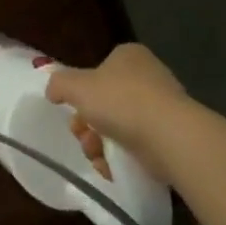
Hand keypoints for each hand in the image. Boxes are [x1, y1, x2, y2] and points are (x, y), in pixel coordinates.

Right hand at [44, 43, 187, 184]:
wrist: (169, 137)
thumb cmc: (121, 101)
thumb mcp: (76, 86)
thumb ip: (59, 84)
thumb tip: (53, 91)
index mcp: (129, 56)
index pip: (99, 71)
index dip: (82, 93)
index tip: (73, 112)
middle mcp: (149, 77)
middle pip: (106, 103)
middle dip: (88, 125)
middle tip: (83, 137)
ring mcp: (163, 108)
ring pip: (119, 127)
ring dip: (100, 144)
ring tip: (97, 157)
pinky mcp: (172, 137)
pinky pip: (138, 147)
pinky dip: (121, 158)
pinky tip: (112, 168)